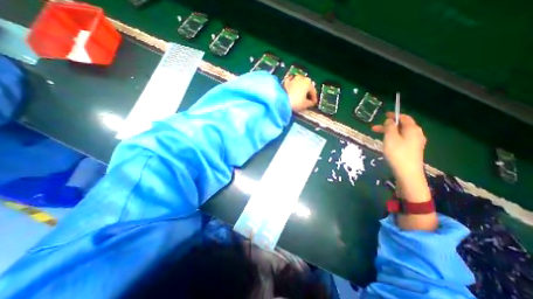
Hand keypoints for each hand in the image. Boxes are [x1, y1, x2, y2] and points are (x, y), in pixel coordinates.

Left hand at [283, 75, 314, 111]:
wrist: (280, 100)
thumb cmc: (295, 102)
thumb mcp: (305, 105)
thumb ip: (310, 103)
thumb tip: (311, 103)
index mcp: (308, 83)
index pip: (313, 92)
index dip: (314, 99)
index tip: (314, 105)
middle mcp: (302, 78)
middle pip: (306, 87)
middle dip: (307, 94)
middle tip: (307, 101)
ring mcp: (293, 78)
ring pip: (299, 84)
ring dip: (300, 90)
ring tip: (300, 97)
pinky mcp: (285, 81)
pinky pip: (291, 84)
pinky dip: (293, 88)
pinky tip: (292, 92)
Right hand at [372, 113, 426, 178]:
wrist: (407, 172)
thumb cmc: (397, 153)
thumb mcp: (390, 137)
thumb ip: (389, 127)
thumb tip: (389, 121)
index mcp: (412, 129)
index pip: (404, 118)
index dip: (394, 115)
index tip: (384, 115)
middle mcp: (417, 134)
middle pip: (401, 126)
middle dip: (388, 126)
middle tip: (374, 128)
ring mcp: (415, 143)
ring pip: (401, 133)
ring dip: (389, 133)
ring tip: (378, 136)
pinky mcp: (413, 150)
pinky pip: (402, 140)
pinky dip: (393, 138)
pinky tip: (387, 143)